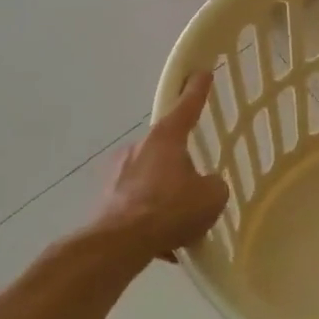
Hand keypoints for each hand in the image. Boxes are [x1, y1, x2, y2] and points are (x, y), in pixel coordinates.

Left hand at [95, 73, 229, 259]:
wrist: (118, 246)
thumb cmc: (170, 209)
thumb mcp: (212, 196)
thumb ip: (214, 184)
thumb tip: (204, 186)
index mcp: (166, 138)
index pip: (187, 106)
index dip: (197, 90)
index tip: (201, 72)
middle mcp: (138, 148)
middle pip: (166, 149)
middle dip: (179, 166)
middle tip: (194, 188)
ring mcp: (117, 174)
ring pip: (150, 179)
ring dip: (164, 195)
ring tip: (180, 225)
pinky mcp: (105, 201)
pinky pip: (136, 205)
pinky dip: (150, 220)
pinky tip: (163, 245)